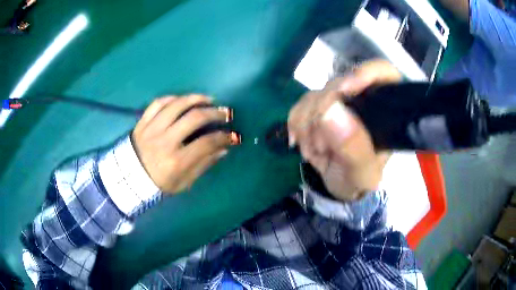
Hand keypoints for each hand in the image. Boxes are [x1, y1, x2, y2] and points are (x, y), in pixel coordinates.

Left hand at [132, 95, 238, 194]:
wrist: (129, 178)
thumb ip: (203, 165)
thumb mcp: (183, 182)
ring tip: (209, 100)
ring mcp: (152, 129)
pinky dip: (172, 98)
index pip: (207, 143)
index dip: (224, 137)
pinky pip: (158, 103)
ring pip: (177, 104)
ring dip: (196, 99)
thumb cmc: (158, 183)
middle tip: (226, 113)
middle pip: (194, 118)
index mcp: (176, 161)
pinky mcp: (142, 122)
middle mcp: (165, 141)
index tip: (234, 135)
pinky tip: (183, 99)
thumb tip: (223, 149)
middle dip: (215, 113)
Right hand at [288, 60, 401, 200]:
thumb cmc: (357, 179)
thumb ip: (354, 148)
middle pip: (340, 84)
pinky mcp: (318, 106)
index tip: (346, 88)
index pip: (384, 74)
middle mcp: (362, 99)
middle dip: (324, 114)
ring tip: (317, 151)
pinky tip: (304, 143)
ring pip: (316, 94)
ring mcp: (339, 101)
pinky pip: (300, 104)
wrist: (338, 184)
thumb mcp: (362, 173)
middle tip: (321, 146)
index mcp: (385, 111)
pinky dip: (297, 125)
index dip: (367, 73)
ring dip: (308, 125)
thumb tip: (330, 110)